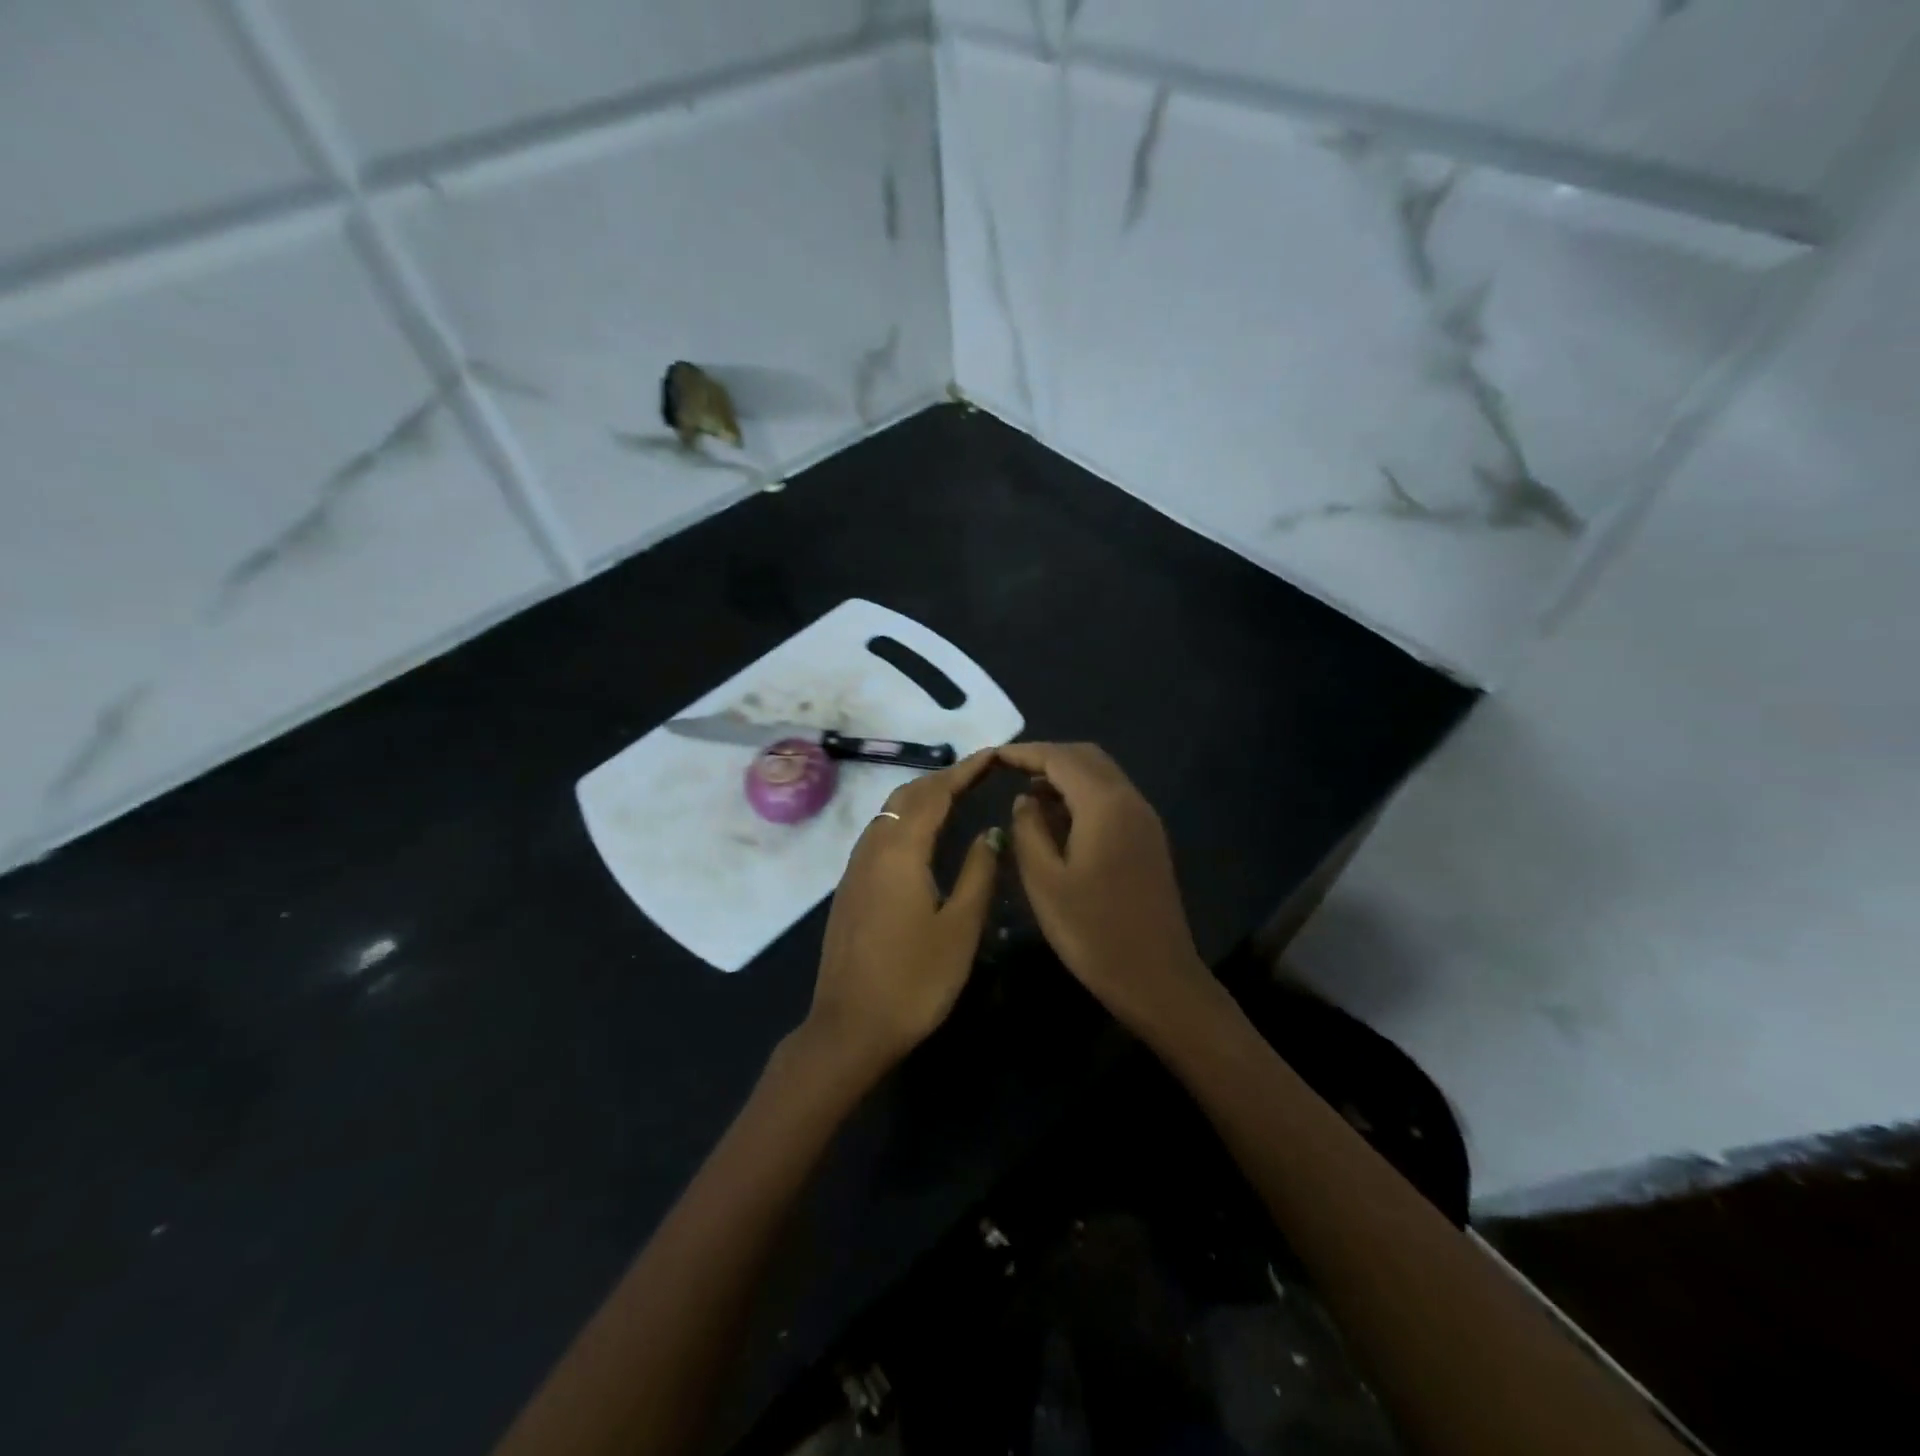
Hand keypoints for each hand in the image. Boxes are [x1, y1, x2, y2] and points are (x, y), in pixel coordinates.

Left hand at [805, 748, 1000, 1074]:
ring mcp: (855, 868)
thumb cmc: (914, 979)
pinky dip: (906, 820)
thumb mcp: (960, 927)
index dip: (964, 771)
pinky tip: (924, 838)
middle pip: (907, 796)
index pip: (935, 793)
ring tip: (956, 797)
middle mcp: (873, 848)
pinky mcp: (850, 887)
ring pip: (889, 814)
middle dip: (942, 779)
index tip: (993, 756)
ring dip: (921, 797)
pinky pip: (881, 834)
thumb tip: (991, 831)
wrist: (850, 1027)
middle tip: (979, 775)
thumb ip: (979, 872)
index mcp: (901, 851)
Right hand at [998, 742, 1217, 1036]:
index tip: (992, 757)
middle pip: (1085, 757)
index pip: (1059, 758)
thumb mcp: (1044, 881)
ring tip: (1027, 794)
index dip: (1023, 752)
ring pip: (1102, 775)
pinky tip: (1058, 819)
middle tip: (1008, 771)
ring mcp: (1144, 819)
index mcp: (1104, 804)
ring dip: (1065, 775)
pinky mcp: (1148, 839)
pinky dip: (1082, 794)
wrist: (1157, 977)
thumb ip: (1028, 830)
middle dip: (1046, 757)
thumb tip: (1024, 800)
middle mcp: (1130, 800)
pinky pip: (1111, 798)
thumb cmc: (1093, 931)